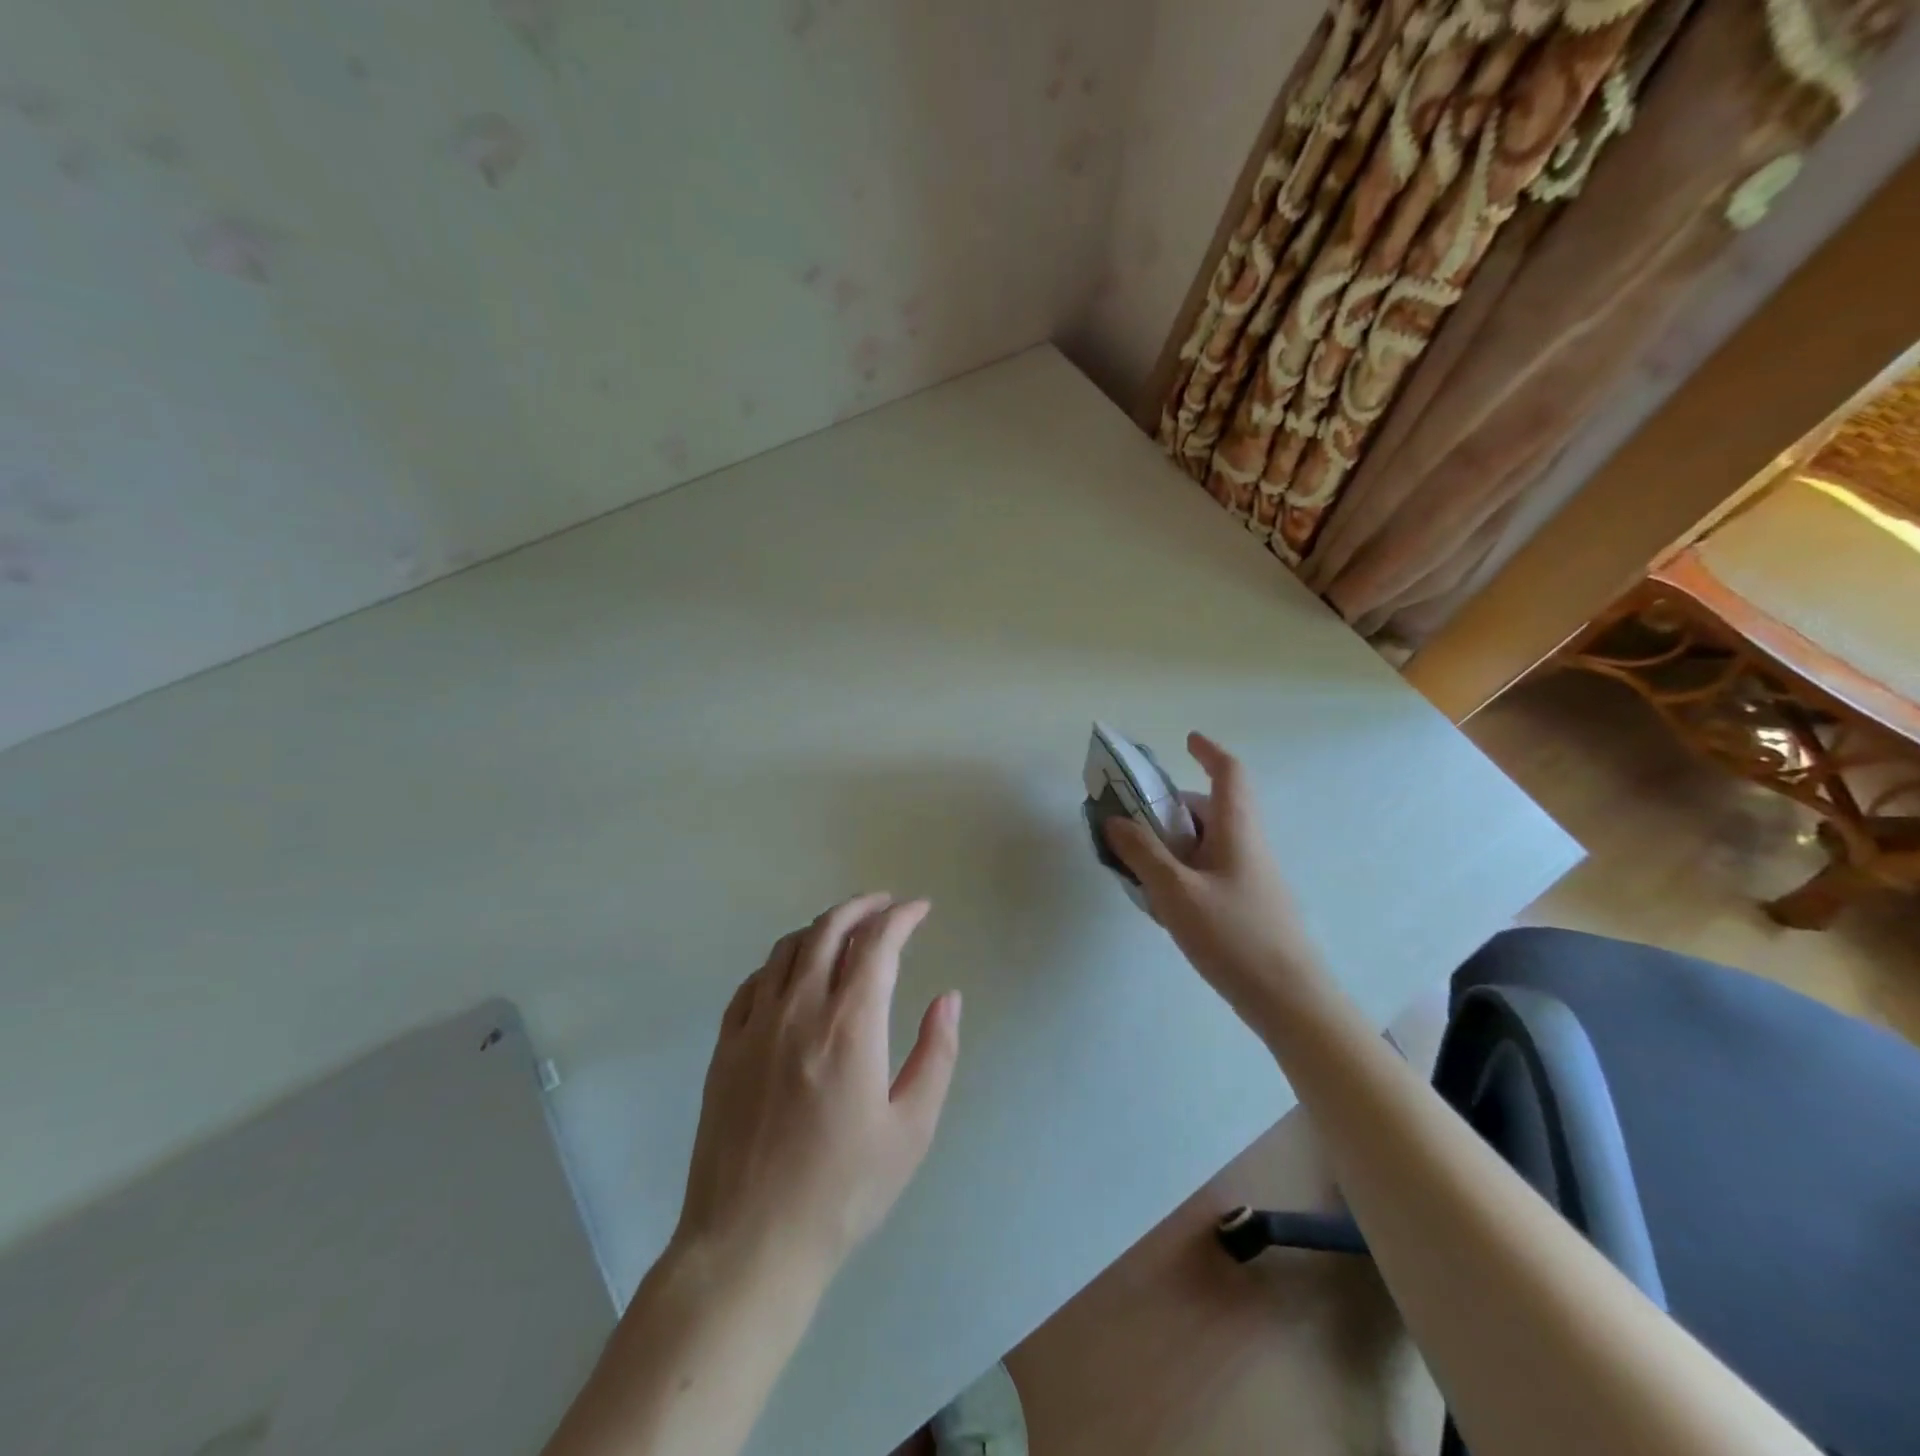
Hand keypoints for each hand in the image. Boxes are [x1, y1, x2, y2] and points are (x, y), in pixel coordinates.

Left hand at [674, 894, 961, 1280]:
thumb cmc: (842, 1191)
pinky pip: (753, 981)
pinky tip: (792, 972)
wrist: (749, 1243)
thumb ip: (935, 1054)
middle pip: (829, 929)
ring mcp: (755, 1025)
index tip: (920, 909)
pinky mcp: (726, 1046)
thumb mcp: (911, 1129)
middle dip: (862, 907)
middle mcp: (799, 1009)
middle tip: (885, 905)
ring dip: (821, 927)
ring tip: (844, 930)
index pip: (877, 943)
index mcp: (849, 1025)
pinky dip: (781, 961)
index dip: (902, 917)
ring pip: (788, 948)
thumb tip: (948, 997)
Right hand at [1104, 733, 1327, 1033]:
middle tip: (1130, 825)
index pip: (1230, 773)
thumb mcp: (1176, 892)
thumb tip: (1115, 821)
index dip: (1209, 751)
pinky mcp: (1246, 904)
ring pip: (1205, 843)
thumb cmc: (1234, 936)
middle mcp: (1246, 846)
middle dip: (1168, 809)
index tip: (1187, 741)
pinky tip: (1162, 902)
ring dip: (1171, 844)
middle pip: (1208, 809)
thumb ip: (1143, 853)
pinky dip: (1181, 871)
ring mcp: (1249, 877)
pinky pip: (1208, 871)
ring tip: (1137, 869)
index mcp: (1236, 830)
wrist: (1288, 1000)